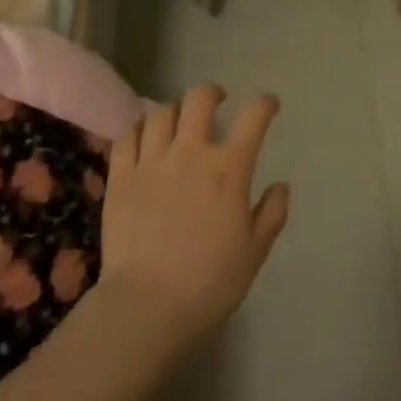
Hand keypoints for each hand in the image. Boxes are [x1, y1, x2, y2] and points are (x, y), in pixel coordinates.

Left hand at [99, 85, 289, 349]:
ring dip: (175, 111)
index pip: (253, 117)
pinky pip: (127, 137)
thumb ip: (271, 214)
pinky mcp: (120, 178)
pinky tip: (144, 137)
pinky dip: (139, 129)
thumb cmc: (209, 282)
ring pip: (161, 112)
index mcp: (229, 169)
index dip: (265, 104)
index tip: (269, 105)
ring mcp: (151, 162)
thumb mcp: (254, 252)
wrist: (145, 307)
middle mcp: (191, 153)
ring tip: (179, 122)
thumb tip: (280, 186)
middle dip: (212, 93)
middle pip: (200, 99)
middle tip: (218, 102)